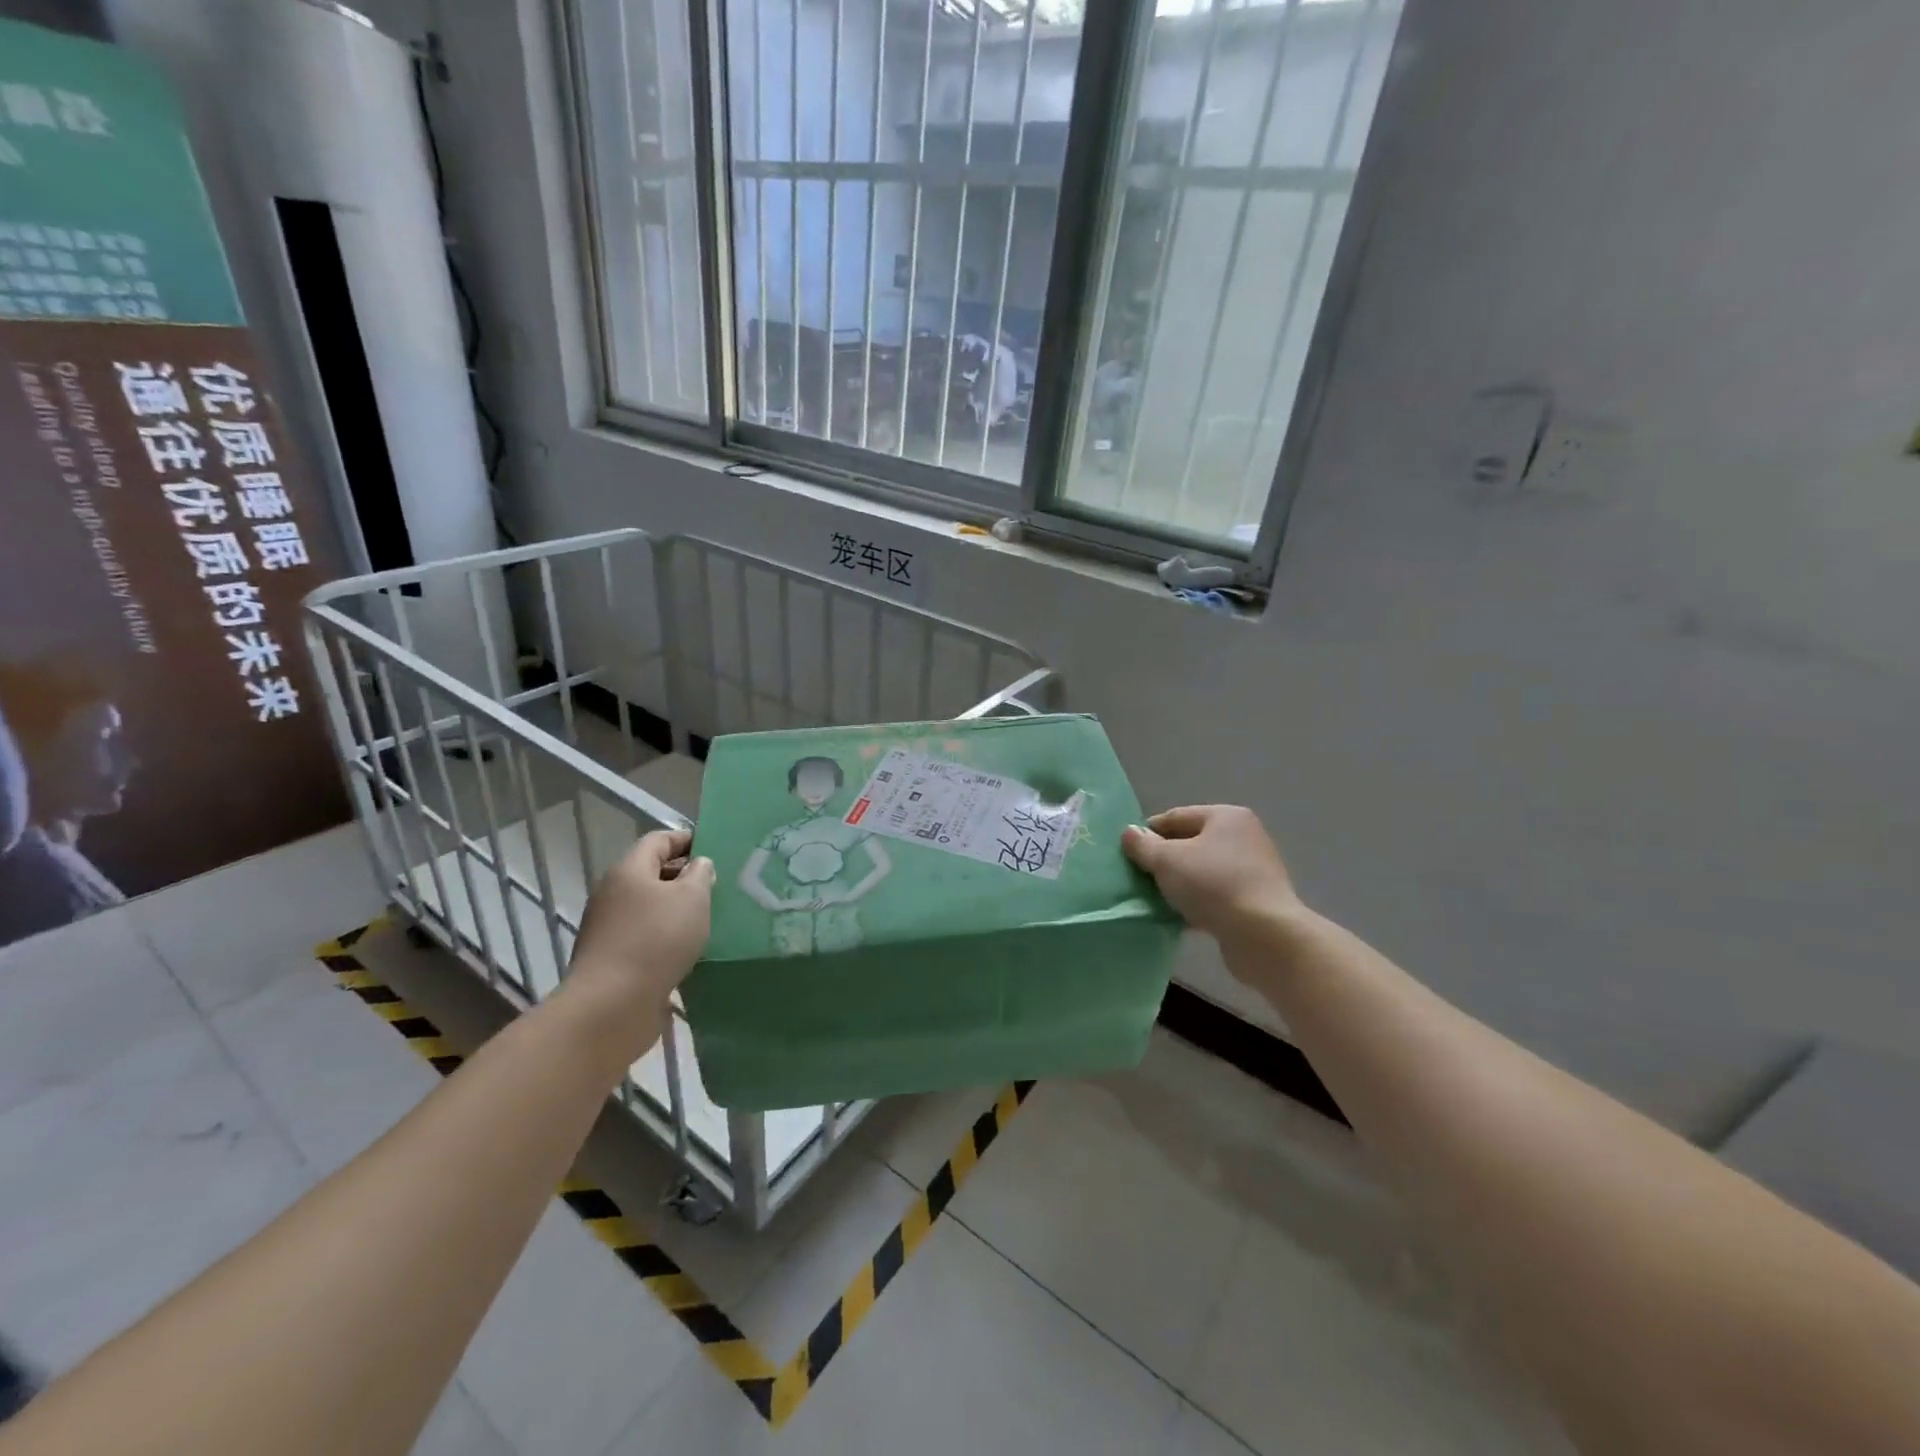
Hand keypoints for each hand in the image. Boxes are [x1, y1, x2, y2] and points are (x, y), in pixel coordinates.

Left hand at [569, 830, 713, 1011]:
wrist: (613, 1005)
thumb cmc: (657, 939)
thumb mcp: (692, 898)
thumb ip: (700, 875)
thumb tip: (698, 865)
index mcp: (629, 870)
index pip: (658, 840)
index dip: (686, 839)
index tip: (714, 846)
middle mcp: (613, 894)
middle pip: (651, 873)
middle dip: (684, 875)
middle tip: (717, 885)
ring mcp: (608, 928)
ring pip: (648, 907)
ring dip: (676, 909)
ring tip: (708, 918)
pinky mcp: (611, 959)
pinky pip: (644, 936)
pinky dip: (666, 936)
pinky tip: (688, 949)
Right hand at [1122, 806, 1302, 949]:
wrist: (1264, 935)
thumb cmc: (1213, 885)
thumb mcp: (1167, 860)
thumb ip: (1143, 845)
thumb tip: (1129, 833)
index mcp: (1225, 816)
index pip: (1175, 817)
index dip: (1148, 832)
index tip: (1126, 853)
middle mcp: (1243, 837)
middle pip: (1190, 843)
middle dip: (1162, 860)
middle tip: (1137, 877)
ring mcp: (1252, 870)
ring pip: (1201, 872)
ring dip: (1178, 884)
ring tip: (1153, 900)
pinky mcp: (1254, 901)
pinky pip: (1215, 895)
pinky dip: (1196, 903)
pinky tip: (1177, 917)